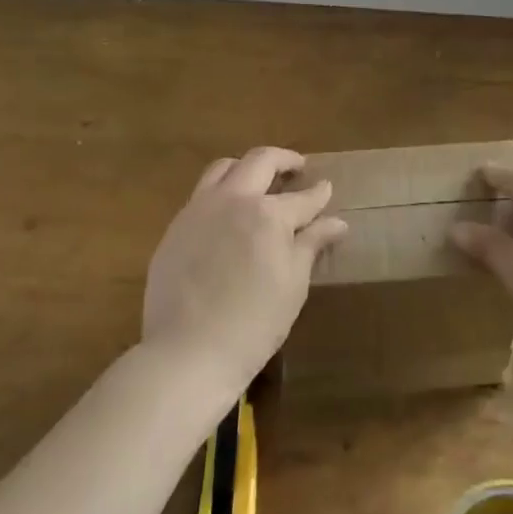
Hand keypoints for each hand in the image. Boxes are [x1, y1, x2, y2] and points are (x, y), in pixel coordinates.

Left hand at [142, 147, 347, 396]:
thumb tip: (337, 222)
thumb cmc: (254, 323)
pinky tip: (227, 214)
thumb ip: (312, 244)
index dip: (319, 193)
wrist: (187, 353)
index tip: (327, 189)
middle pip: (260, 161)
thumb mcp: (293, 284)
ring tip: (258, 182)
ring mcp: (199, 210)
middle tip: (296, 168)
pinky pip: (201, 194)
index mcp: (268, 214)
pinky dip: (220, 192)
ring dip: (246, 168)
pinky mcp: (175, 228)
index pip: (303, 197)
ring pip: (223, 168)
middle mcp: (233, 200)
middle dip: (283, 160)